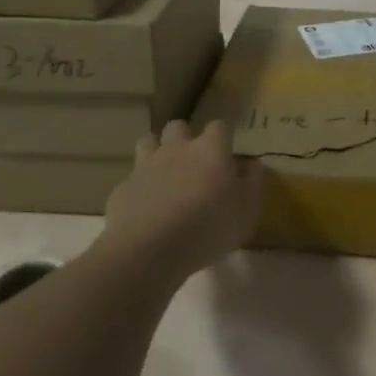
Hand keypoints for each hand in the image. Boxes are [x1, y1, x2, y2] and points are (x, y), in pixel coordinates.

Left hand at [102, 120, 260, 279]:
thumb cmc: (208, 225)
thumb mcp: (247, 209)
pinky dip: (139, 189)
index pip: (220, 126)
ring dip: (156, 152)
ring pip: (148, 142)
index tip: (229, 148)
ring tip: (164, 174)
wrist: (149, 249)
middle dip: (185, 137)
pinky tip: (144, 208)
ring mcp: (145, 166)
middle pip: (178, 126)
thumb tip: (252, 164)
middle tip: (193, 160)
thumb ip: (252, 182)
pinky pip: (131, 180)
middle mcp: (176, 149)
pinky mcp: (123, 189)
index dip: (224, 135)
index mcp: (209, 149)